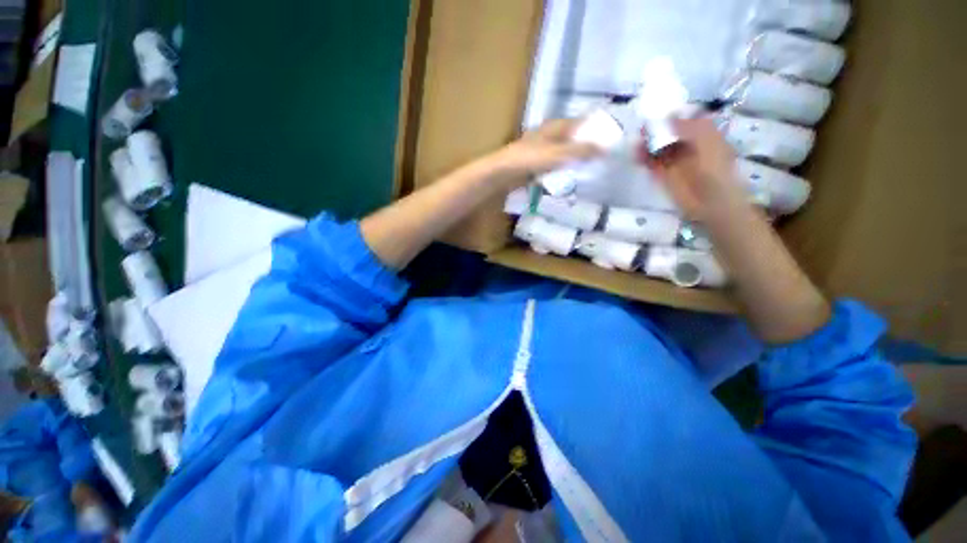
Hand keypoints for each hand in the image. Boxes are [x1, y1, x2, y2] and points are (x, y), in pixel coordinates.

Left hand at [489, 119, 602, 180]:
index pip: (581, 123)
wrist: (503, 172)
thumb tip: (605, 148)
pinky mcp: (536, 165)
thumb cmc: (529, 159)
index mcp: (555, 127)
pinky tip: (570, 178)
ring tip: (590, 169)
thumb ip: (580, 151)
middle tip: (602, 158)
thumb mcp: (557, 154)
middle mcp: (549, 135)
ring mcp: (541, 150)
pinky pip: (554, 166)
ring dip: (574, 160)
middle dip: (586, 147)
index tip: (609, 139)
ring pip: (563, 153)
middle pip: (573, 139)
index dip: (595, 129)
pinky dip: (562, 170)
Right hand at [639, 116, 749, 222]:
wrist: (710, 201)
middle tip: (642, 127)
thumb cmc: (715, 169)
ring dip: (647, 144)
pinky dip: (643, 158)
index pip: (685, 119)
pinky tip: (635, 154)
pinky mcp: (663, 175)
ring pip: (658, 148)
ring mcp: (675, 161)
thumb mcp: (705, 141)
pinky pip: (651, 163)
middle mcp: (688, 146)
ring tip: (636, 141)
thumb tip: (668, 115)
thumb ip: (686, 127)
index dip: (671, 115)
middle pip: (668, 133)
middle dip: (655, 129)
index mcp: (703, 134)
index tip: (657, 111)